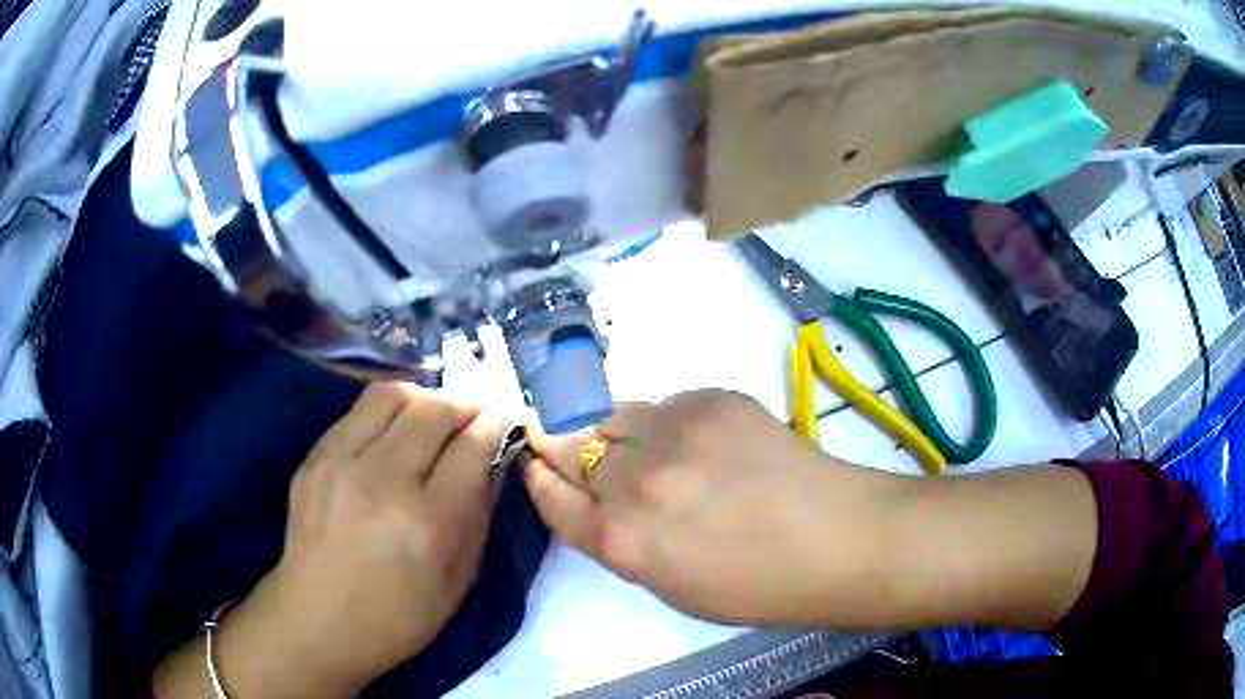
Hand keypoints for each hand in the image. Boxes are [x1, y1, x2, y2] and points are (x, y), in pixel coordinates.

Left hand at [163, 383, 512, 697]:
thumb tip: (493, 460)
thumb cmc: (397, 618)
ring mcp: (340, 463)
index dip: (497, 423)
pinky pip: (358, 410)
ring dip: (426, 397)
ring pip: (393, 395)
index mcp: (427, 523)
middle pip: (434, 410)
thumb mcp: (457, 581)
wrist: (315, 622)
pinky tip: (395, 430)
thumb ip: (479, 515)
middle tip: (476, 414)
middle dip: (466, 403)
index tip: (508, 416)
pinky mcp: (314, 458)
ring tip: (435, 415)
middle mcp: (383, 481)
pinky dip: (388, 410)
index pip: (471, 447)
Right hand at [523, 389, 903, 626]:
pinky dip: (665, 422)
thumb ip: (617, 539)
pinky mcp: (711, 398)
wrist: (834, 537)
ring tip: (636, 443)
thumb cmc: (753, 583)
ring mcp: (674, 432)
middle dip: (556, 441)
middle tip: (558, 437)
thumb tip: (590, 497)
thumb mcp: (667, 583)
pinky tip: (696, 443)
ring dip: (608, 428)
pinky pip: (663, 405)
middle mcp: (636, 481)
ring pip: (610, 413)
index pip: (552, 495)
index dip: (537, 477)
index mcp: (622, 542)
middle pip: (567, 442)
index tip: (533, 462)